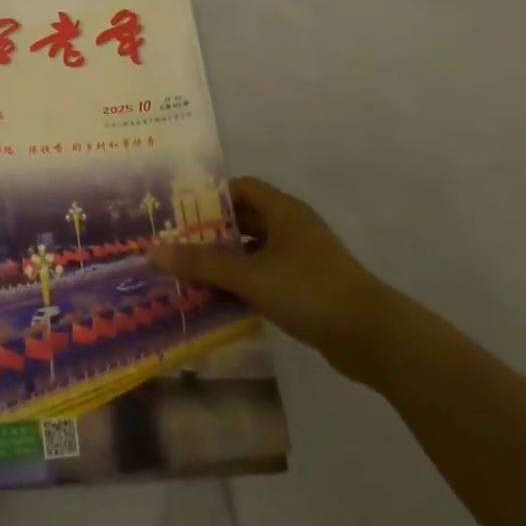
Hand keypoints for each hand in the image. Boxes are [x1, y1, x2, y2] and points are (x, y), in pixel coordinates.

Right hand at [147, 175, 400, 381]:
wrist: (372, 337)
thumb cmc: (309, 291)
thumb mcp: (250, 276)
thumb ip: (203, 263)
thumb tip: (153, 251)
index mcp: (283, 211)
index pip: (241, 188)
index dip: (210, 197)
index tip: (179, 212)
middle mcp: (292, 227)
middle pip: (245, 219)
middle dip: (211, 232)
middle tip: (176, 245)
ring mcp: (301, 258)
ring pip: (254, 250)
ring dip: (226, 261)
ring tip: (189, 273)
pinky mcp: (306, 287)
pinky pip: (265, 275)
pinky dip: (243, 282)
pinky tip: (219, 299)